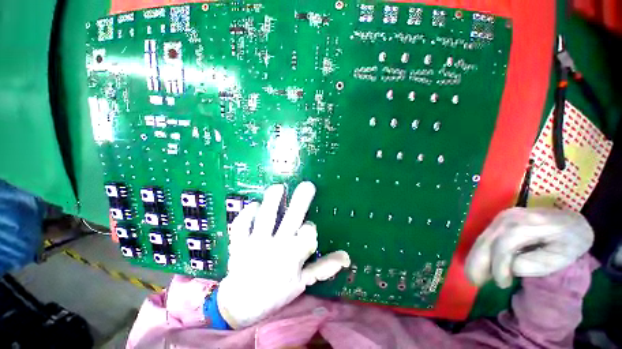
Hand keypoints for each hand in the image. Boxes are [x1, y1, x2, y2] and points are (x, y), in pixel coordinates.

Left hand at [217, 182, 350, 327]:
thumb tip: (346, 256)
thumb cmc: (275, 293)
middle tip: (307, 185)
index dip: (310, 229)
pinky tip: (254, 205)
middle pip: (291, 220)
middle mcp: (276, 247)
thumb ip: (323, 267)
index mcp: (293, 257)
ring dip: (273, 200)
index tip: (308, 227)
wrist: (241, 306)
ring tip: (279, 187)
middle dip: (301, 201)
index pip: (307, 237)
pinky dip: (246, 214)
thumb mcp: (302, 282)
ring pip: (266, 217)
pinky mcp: (239, 244)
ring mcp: (256, 244)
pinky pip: (241, 226)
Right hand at [465, 207, 593, 288]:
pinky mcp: (498, 221)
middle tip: (473, 281)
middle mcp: (508, 218)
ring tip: (472, 275)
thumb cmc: (572, 242)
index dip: (499, 266)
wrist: (572, 220)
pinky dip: (479, 251)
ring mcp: (501, 217)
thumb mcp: (562, 256)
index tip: (502, 285)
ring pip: (482, 239)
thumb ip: (537, 263)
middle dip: (477, 261)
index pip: (504, 245)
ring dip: (475, 257)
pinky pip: (484, 237)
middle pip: (487, 240)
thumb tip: (511, 268)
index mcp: (529, 225)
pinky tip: (478, 263)